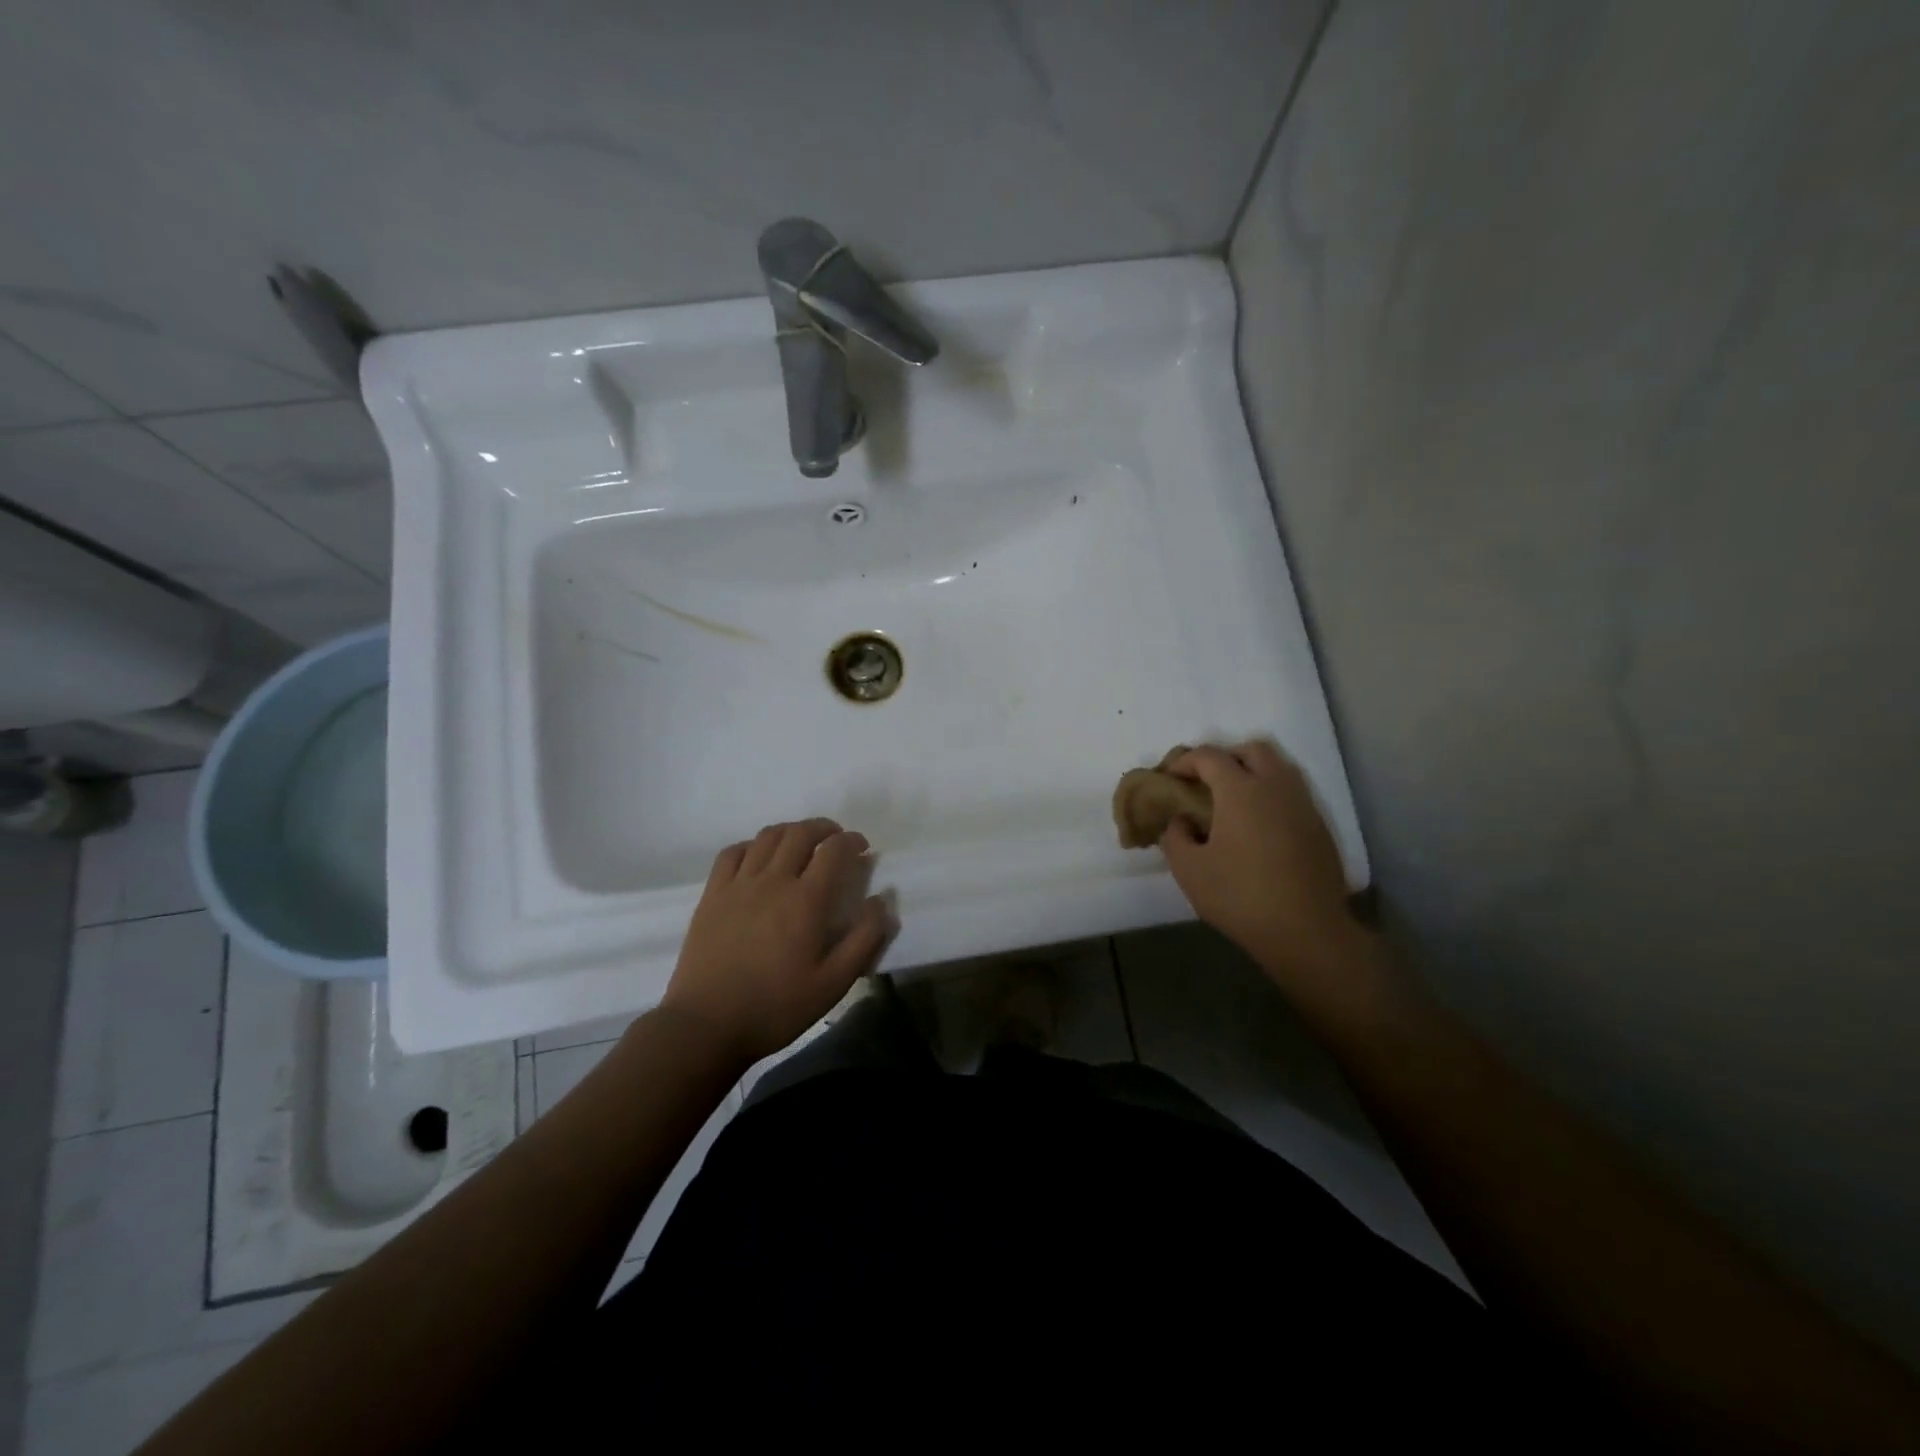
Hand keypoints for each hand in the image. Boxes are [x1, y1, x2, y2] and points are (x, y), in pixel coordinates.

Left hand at [660, 819, 892, 1064]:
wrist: (707, 1025)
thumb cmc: (776, 1007)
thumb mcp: (834, 983)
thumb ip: (865, 938)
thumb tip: (883, 900)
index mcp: (806, 900)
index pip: (834, 850)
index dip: (852, 841)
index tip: (862, 848)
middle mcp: (773, 881)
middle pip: (800, 833)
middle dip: (824, 828)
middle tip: (836, 840)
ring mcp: (738, 885)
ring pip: (767, 836)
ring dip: (791, 831)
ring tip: (802, 843)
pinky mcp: (712, 894)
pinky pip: (732, 853)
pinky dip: (752, 845)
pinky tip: (759, 857)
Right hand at [1160, 741, 1366, 986]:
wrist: (1307, 931)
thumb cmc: (1240, 896)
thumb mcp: (1189, 870)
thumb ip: (1176, 836)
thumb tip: (1181, 821)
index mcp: (1240, 790)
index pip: (1209, 756)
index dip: (1185, 761)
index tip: (1170, 777)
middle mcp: (1275, 787)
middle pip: (1252, 750)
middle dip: (1225, 757)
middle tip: (1206, 782)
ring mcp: (1303, 805)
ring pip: (1278, 769)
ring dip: (1252, 774)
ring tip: (1232, 803)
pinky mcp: (1319, 827)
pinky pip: (1292, 794)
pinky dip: (1271, 797)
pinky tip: (1258, 828)